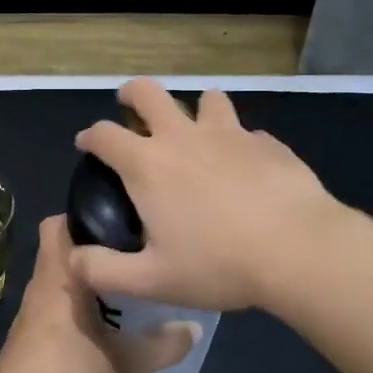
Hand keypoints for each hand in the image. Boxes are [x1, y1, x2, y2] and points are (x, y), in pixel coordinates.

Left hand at [0, 216, 199, 372]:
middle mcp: (39, 288)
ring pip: (54, 284)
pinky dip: (69, 312)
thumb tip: (194, 328)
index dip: (82, 216)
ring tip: (119, 294)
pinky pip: (49, 311)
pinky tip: (94, 331)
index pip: (56, 224)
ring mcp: (27, 316)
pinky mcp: (23, 342)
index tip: (116, 221)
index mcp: (59, 278)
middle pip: (58, 253)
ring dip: (80, 285)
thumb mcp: (129, 364)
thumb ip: (163, 345)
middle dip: (89, 253)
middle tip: (127, 259)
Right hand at [71, 79, 344, 312]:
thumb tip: (73, 260)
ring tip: (198, 133)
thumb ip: (104, 271)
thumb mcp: (151, 281)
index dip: (90, 136)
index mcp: (148, 164)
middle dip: (132, 94)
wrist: (299, 250)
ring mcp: (230, 134)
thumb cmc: (218, 264)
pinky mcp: (268, 142)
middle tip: (131, 108)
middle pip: (149, 92)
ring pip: (206, 99)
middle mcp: (183, 137)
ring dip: (195, 110)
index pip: (105, 134)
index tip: (87, 144)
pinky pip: (246, 132)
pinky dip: (238, 142)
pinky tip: (246, 167)